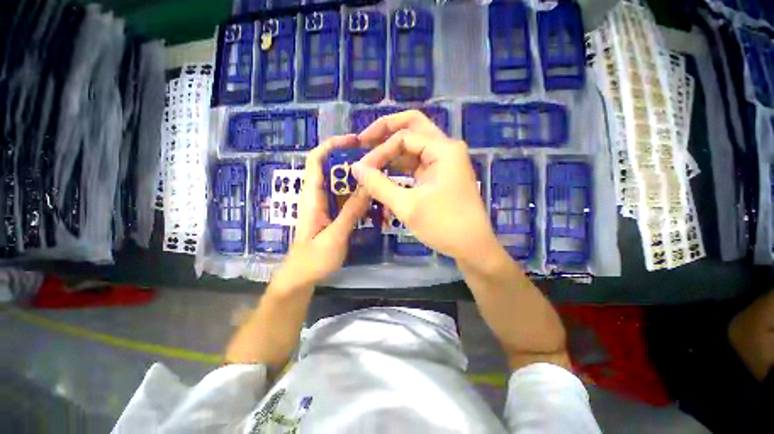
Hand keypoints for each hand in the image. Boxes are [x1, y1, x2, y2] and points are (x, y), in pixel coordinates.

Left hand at [272, 135, 368, 290]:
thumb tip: (368, 186)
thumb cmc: (313, 259)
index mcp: (312, 196)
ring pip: (341, 183)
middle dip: (351, 160)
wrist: (301, 277)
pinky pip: (345, 197)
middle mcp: (317, 195)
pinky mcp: (332, 213)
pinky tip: (372, 197)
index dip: (332, 145)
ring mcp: (325, 204)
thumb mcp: (335, 235)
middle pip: (332, 168)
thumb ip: (351, 212)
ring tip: (378, 176)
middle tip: (376, 160)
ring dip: (357, 178)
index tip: (354, 141)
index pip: (316, 159)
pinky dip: (358, 193)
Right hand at [352, 110, 498, 263]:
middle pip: (413, 127)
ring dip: (392, 150)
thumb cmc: (443, 225)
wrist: (472, 247)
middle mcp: (445, 149)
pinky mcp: (439, 176)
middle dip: (386, 131)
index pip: (403, 138)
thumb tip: (355, 168)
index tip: (361, 169)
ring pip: (414, 145)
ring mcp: (444, 162)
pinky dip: (400, 166)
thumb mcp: (407, 205)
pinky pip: (417, 163)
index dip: (379, 151)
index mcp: (443, 150)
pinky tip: (384, 173)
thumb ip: (379, 185)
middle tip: (363, 140)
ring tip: (370, 159)